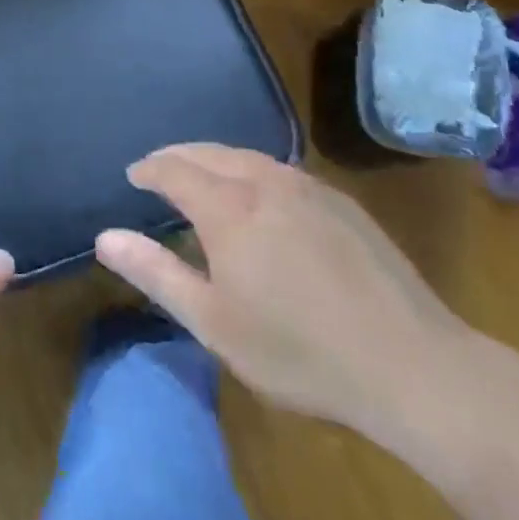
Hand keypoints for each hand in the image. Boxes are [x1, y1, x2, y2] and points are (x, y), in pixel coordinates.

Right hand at [94, 143, 473, 437]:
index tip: (133, 176)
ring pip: (247, 156)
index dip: (149, 169)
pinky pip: (280, 170)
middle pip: (209, 152)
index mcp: (228, 207)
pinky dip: (252, 171)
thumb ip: (156, 273)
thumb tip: (105, 237)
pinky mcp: (341, 203)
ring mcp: (308, 188)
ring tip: (202, 176)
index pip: (174, 169)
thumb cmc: (300, 352)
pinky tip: (259, 196)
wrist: (414, 367)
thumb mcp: (214, 323)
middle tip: (159, 170)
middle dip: (178, 156)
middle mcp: (264, 181)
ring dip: (215, 160)